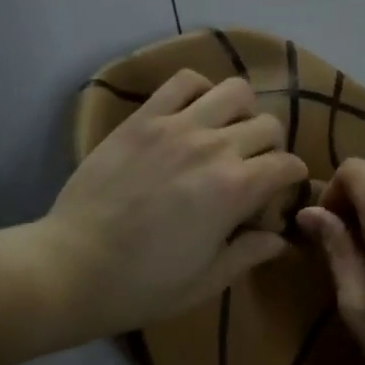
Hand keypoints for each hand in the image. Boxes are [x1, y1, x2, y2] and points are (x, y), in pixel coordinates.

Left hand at [45, 69, 307, 340]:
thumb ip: (248, 253)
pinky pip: (183, 80)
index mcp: (235, 189)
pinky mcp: (144, 117)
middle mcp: (214, 147)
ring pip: (235, 90)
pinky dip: (198, 89)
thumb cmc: (142, 284)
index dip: (291, 179)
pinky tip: (192, 112)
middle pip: (268, 124)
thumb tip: (280, 239)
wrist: (72, 265)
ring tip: (225, 132)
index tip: (279, 193)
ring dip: (241, 110)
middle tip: (251, 167)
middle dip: (270, 146)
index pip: (287, 164)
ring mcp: (177, 125)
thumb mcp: (205, 281)